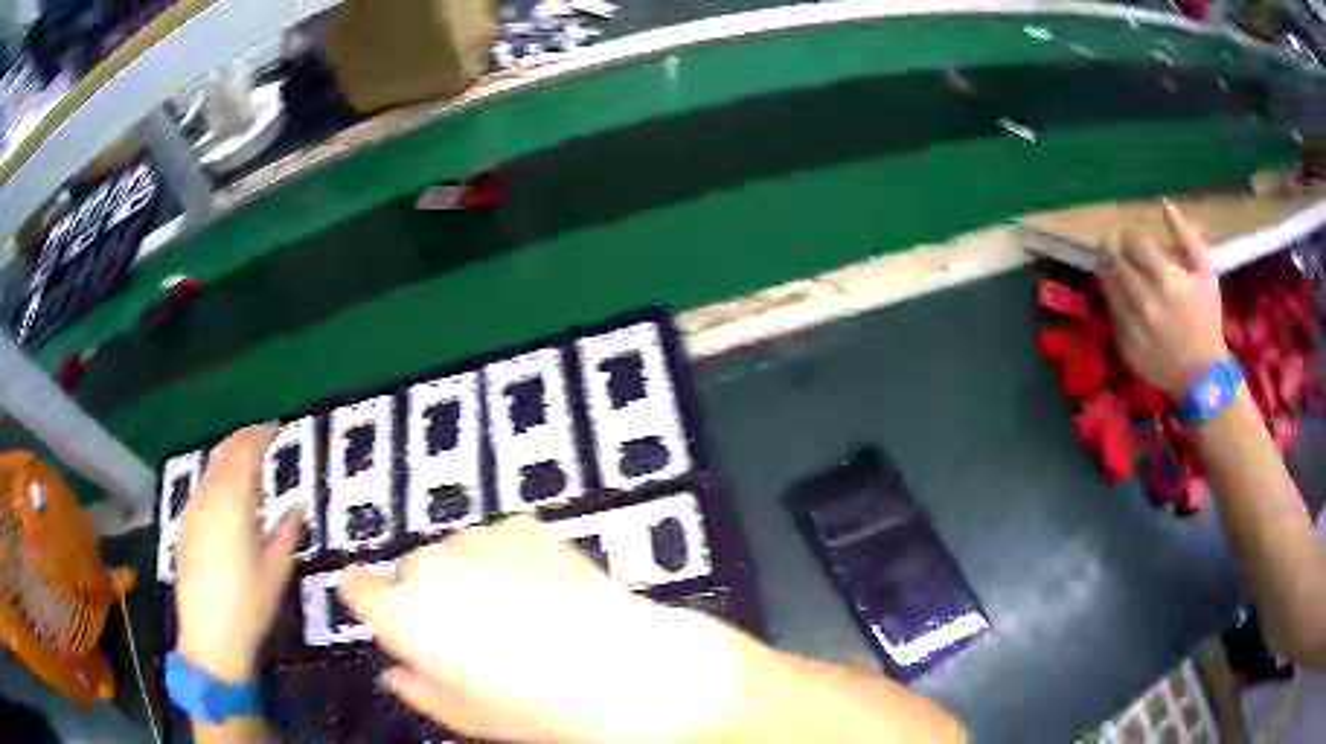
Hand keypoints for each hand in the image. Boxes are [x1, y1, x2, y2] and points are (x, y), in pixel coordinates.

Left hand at [177, 424, 302, 681]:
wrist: (210, 637)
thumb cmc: (250, 606)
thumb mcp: (277, 572)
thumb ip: (287, 533)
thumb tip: (298, 506)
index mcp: (234, 502)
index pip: (246, 451)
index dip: (262, 435)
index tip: (278, 430)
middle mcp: (210, 497)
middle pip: (224, 453)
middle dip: (244, 440)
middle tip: (264, 441)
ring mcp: (193, 511)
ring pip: (210, 469)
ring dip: (229, 459)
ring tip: (247, 468)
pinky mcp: (185, 527)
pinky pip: (202, 489)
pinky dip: (217, 480)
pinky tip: (226, 500)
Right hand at [340, 516, 773, 743]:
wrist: (628, 671)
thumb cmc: (545, 707)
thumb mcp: (469, 715)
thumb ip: (420, 690)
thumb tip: (397, 676)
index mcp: (408, 615)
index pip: (358, 587)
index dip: (366, 597)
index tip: (373, 604)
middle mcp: (436, 569)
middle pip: (412, 571)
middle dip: (429, 597)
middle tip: (469, 635)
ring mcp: (482, 543)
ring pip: (455, 554)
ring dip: (471, 576)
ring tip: (513, 618)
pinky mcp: (525, 530)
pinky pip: (497, 541)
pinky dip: (507, 560)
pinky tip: (539, 593)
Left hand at [1100, 200, 1228, 398]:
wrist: (1201, 375)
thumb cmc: (1207, 319)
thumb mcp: (1205, 273)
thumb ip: (1185, 236)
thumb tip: (1164, 203)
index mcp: (1166, 279)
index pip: (1134, 242)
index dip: (1130, 236)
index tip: (1131, 236)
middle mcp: (1145, 300)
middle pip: (1115, 261)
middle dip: (1112, 248)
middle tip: (1112, 244)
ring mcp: (1133, 324)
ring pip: (1108, 286)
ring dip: (1107, 270)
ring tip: (1111, 263)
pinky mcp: (1125, 345)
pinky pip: (1111, 313)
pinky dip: (1112, 299)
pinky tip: (1119, 294)